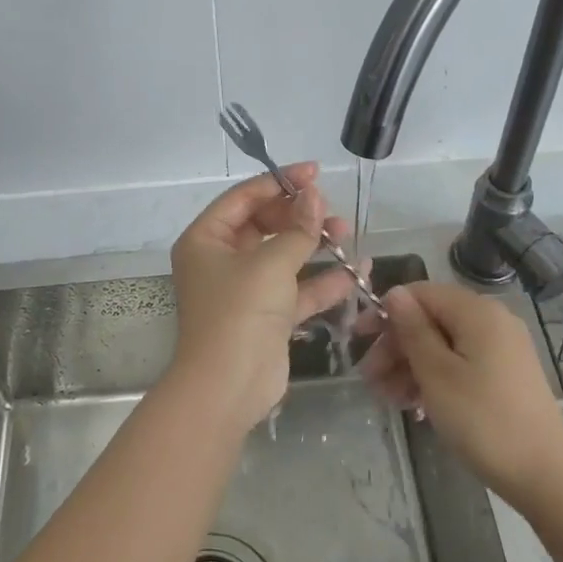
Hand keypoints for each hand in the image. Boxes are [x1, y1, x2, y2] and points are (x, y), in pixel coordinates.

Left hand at [168, 163, 363, 430]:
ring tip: (347, 234)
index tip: (315, 173)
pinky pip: (296, 289)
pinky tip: (356, 272)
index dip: (279, 182)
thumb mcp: (270, 263)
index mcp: (206, 239)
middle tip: (332, 211)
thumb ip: (298, 229)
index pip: (244, 198)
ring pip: (283, 255)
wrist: (228, 388)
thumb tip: (315, 195)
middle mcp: (221, 260)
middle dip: (300, 216)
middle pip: (264, 224)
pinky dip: (322, 281)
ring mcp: (244, 289)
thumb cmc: (240, 313)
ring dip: (314, 245)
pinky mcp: (267, 316)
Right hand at [360, 282, 562, 506]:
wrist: (545, 476)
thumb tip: (394, 293)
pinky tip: (416, 405)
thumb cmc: (483, 420)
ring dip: (411, 366)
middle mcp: (492, 320)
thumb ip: (413, 329)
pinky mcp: (505, 374)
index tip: (358, 340)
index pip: (420, 293)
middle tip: (369, 379)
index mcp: (476, 311)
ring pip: (444, 344)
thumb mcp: (437, 373)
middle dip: (396, 346)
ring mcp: (502, 348)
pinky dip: (436, 377)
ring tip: (388, 399)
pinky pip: (461, 362)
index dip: (386, 313)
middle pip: (431, 319)